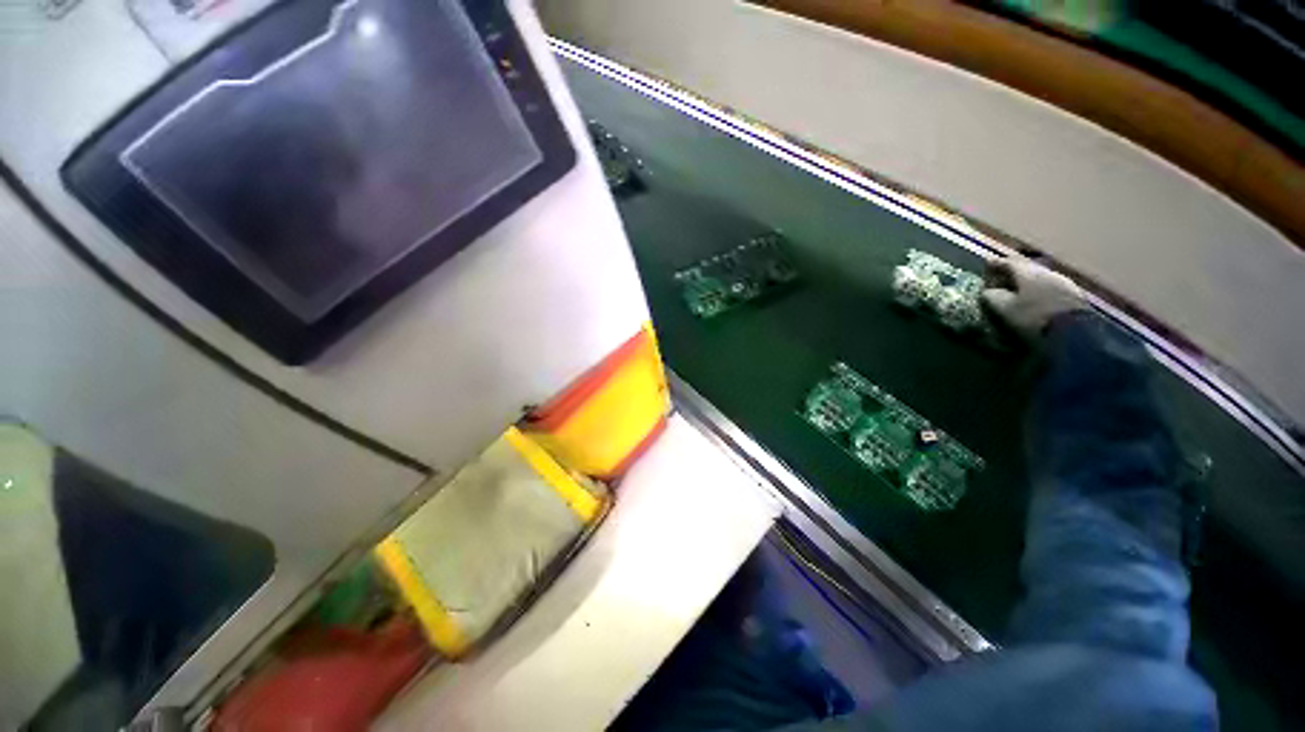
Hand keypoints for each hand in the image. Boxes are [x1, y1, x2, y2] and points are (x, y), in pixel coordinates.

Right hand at [981, 257, 1085, 337]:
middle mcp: (1046, 271)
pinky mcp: (1072, 293)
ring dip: (1025, 282)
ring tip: (1016, 291)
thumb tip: (987, 291)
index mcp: (1028, 272)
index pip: (1008, 262)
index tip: (985, 267)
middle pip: (1025, 268)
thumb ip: (992, 296)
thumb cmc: (1033, 316)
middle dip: (1011, 273)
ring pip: (1038, 277)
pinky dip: (1037, 289)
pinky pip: (1049, 286)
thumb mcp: (1004, 308)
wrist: (1074, 331)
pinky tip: (1034, 299)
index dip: (995, 264)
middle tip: (999, 280)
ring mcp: (1062, 281)